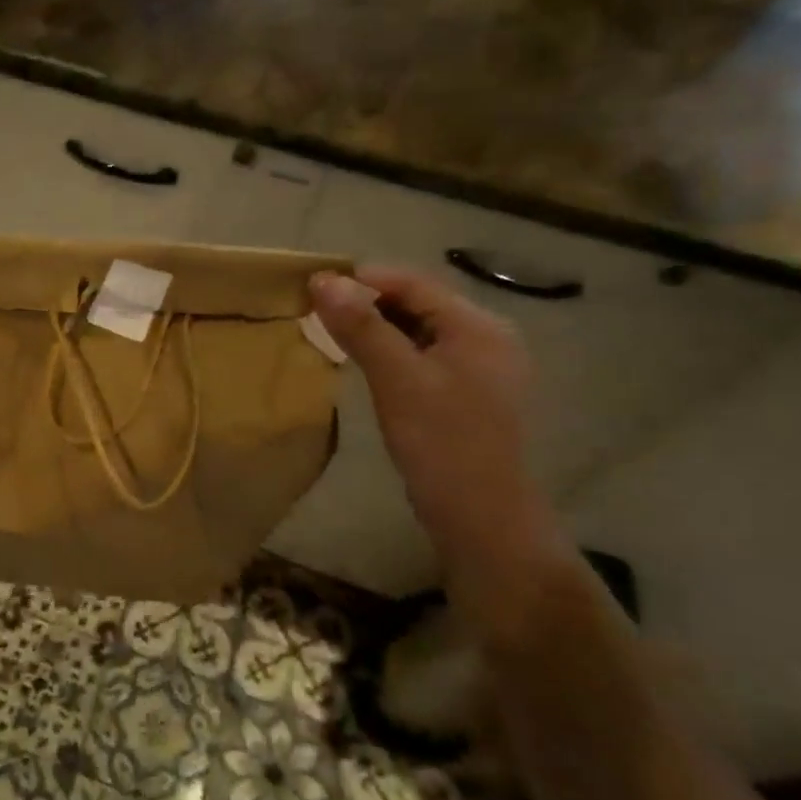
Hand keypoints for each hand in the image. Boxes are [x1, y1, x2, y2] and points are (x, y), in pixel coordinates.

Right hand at [310, 265, 540, 555]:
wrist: (482, 520)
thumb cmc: (441, 444)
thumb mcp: (397, 380)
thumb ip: (362, 327)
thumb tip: (324, 280)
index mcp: (479, 327)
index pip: (415, 283)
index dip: (364, 279)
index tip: (314, 286)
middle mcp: (486, 338)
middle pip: (418, 304)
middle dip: (368, 303)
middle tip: (317, 312)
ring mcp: (479, 368)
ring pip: (419, 331)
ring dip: (377, 328)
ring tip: (333, 334)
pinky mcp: (467, 394)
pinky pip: (423, 357)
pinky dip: (391, 353)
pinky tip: (365, 364)